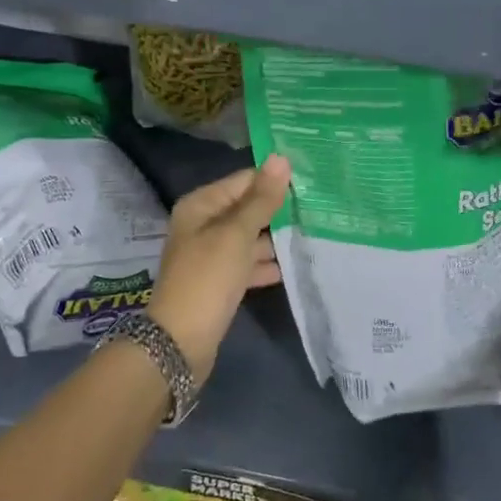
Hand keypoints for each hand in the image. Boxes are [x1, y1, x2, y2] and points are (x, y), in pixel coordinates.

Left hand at [148, 155, 291, 382]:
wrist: (181, 342)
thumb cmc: (208, 278)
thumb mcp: (237, 234)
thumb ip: (261, 199)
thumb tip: (281, 158)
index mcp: (201, 205)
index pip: (244, 181)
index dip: (274, 181)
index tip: (311, 183)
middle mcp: (203, 224)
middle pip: (247, 208)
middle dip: (278, 210)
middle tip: (318, 208)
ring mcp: (211, 254)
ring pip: (249, 237)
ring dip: (275, 238)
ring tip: (313, 234)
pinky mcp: (219, 281)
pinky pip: (247, 264)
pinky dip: (266, 264)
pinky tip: (293, 266)